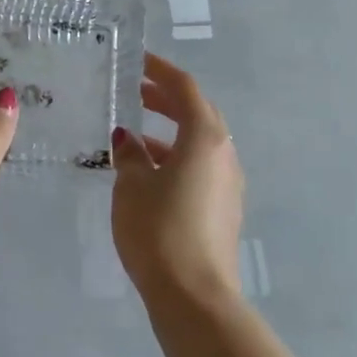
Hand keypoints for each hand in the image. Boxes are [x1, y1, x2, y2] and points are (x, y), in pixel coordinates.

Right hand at [111, 53, 244, 306]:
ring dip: (170, 132)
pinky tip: (148, 173)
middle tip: (134, 91)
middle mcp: (224, 154)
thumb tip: (128, 140)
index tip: (137, 60)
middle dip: (166, 99)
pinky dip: (175, 158)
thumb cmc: (159, 231)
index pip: (184, 89)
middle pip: (197, 113)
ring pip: (199, 143)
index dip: (160, 70)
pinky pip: (200, 167)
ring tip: (134, 135)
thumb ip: (129, 156)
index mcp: (205, 138)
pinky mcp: (224, 208)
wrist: (194, 296)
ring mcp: (228, 183)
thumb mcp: (132, 187)